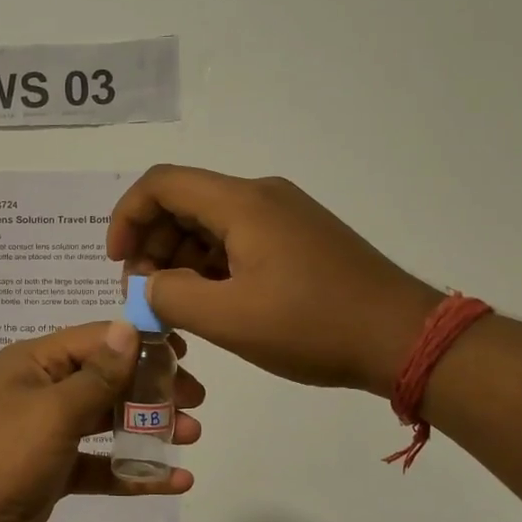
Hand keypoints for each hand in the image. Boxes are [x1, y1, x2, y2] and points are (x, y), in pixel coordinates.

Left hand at [0, 320, 203, 521]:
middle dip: (151, 389)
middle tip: (196, 401)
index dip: (140, 343)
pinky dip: (133, 471)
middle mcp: (40, 391)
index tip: (185, 354)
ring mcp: (46, 434)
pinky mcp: (53, 473)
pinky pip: (100, 465)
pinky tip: (173, 481)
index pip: (96, 340)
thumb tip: (129, 327)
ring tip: (191, 436)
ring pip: (106, 422)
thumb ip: (98, 374)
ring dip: (148, 428)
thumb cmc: (3, 457)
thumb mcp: (54, 410)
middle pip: (106, 379)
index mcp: (34, 363)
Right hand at [108, 166, 442, 395]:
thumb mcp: (229, 319)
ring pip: (209, 223)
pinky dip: (210, 265)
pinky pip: (237, 239)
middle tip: (145, 294)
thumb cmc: (313, 325)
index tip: (117, 263)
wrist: (403, 338)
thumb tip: (148, 287)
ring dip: (179, 257)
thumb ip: (171, 296)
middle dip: (151, 244)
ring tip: (174, 305)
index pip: (161, 184)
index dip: (127, 217)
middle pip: (183, 202)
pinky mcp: (298, 239)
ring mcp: (283, 216)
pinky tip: (210, 302)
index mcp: (242, 203)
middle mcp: (261, 197)